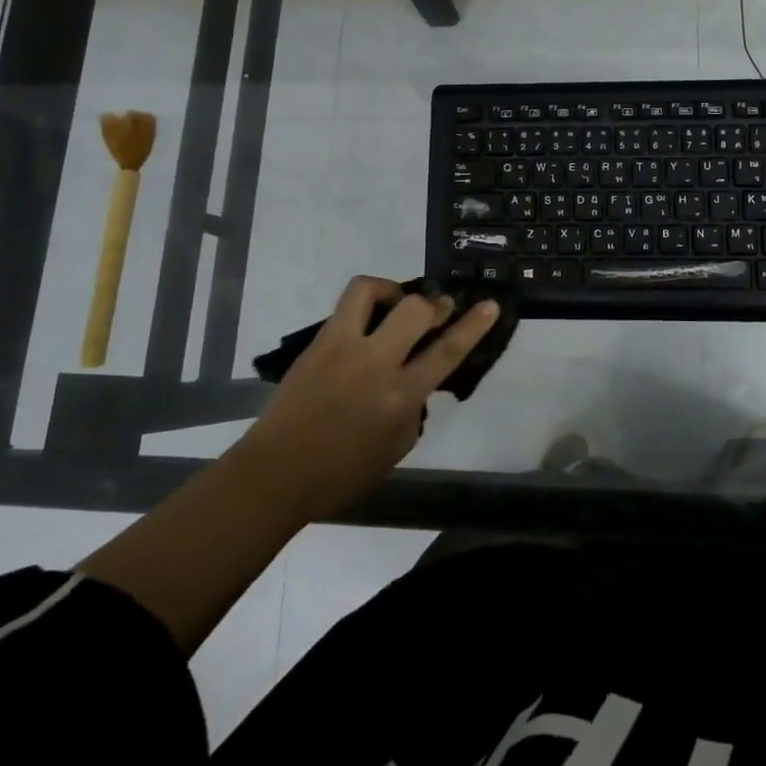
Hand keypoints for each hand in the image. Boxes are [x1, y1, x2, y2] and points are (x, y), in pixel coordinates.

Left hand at [238, 277, 500, 523]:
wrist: (275, 474)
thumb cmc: (340, 475)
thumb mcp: (395, 449)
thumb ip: (413, 409)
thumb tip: (417, 382)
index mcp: (399, 397)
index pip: (446, 352)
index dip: (473, 326)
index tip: (490, 305)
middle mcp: (374, 363)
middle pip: (415, 310)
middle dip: (436, 304)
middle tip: (440, 308)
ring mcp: (341, 347)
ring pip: (370, 290)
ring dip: (392, 290)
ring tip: (397, 303)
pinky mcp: (317, 342)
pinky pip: (346, 306)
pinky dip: (365, 305)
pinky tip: (368, 323)